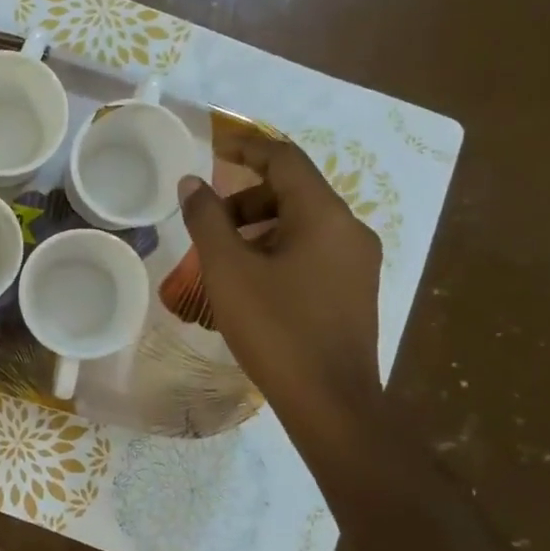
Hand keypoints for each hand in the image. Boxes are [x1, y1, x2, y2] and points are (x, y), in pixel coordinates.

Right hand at [178, 133, 384, 447]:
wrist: (331, 403)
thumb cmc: (276, 329)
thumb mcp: (228, 270)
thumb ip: (207, 219)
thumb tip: (192, 182)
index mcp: (325, 215)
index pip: (284, 159)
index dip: (246, 147)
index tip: (212, 147)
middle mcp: (350, 230)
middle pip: (294, 191)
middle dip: (246, 198)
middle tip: (207, 223)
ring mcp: (358, 262)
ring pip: (303, 224)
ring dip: (259, 227)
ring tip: (223, 258)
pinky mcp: (355, 290)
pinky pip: (313, 251)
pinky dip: (278, 250)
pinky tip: (252, 283)